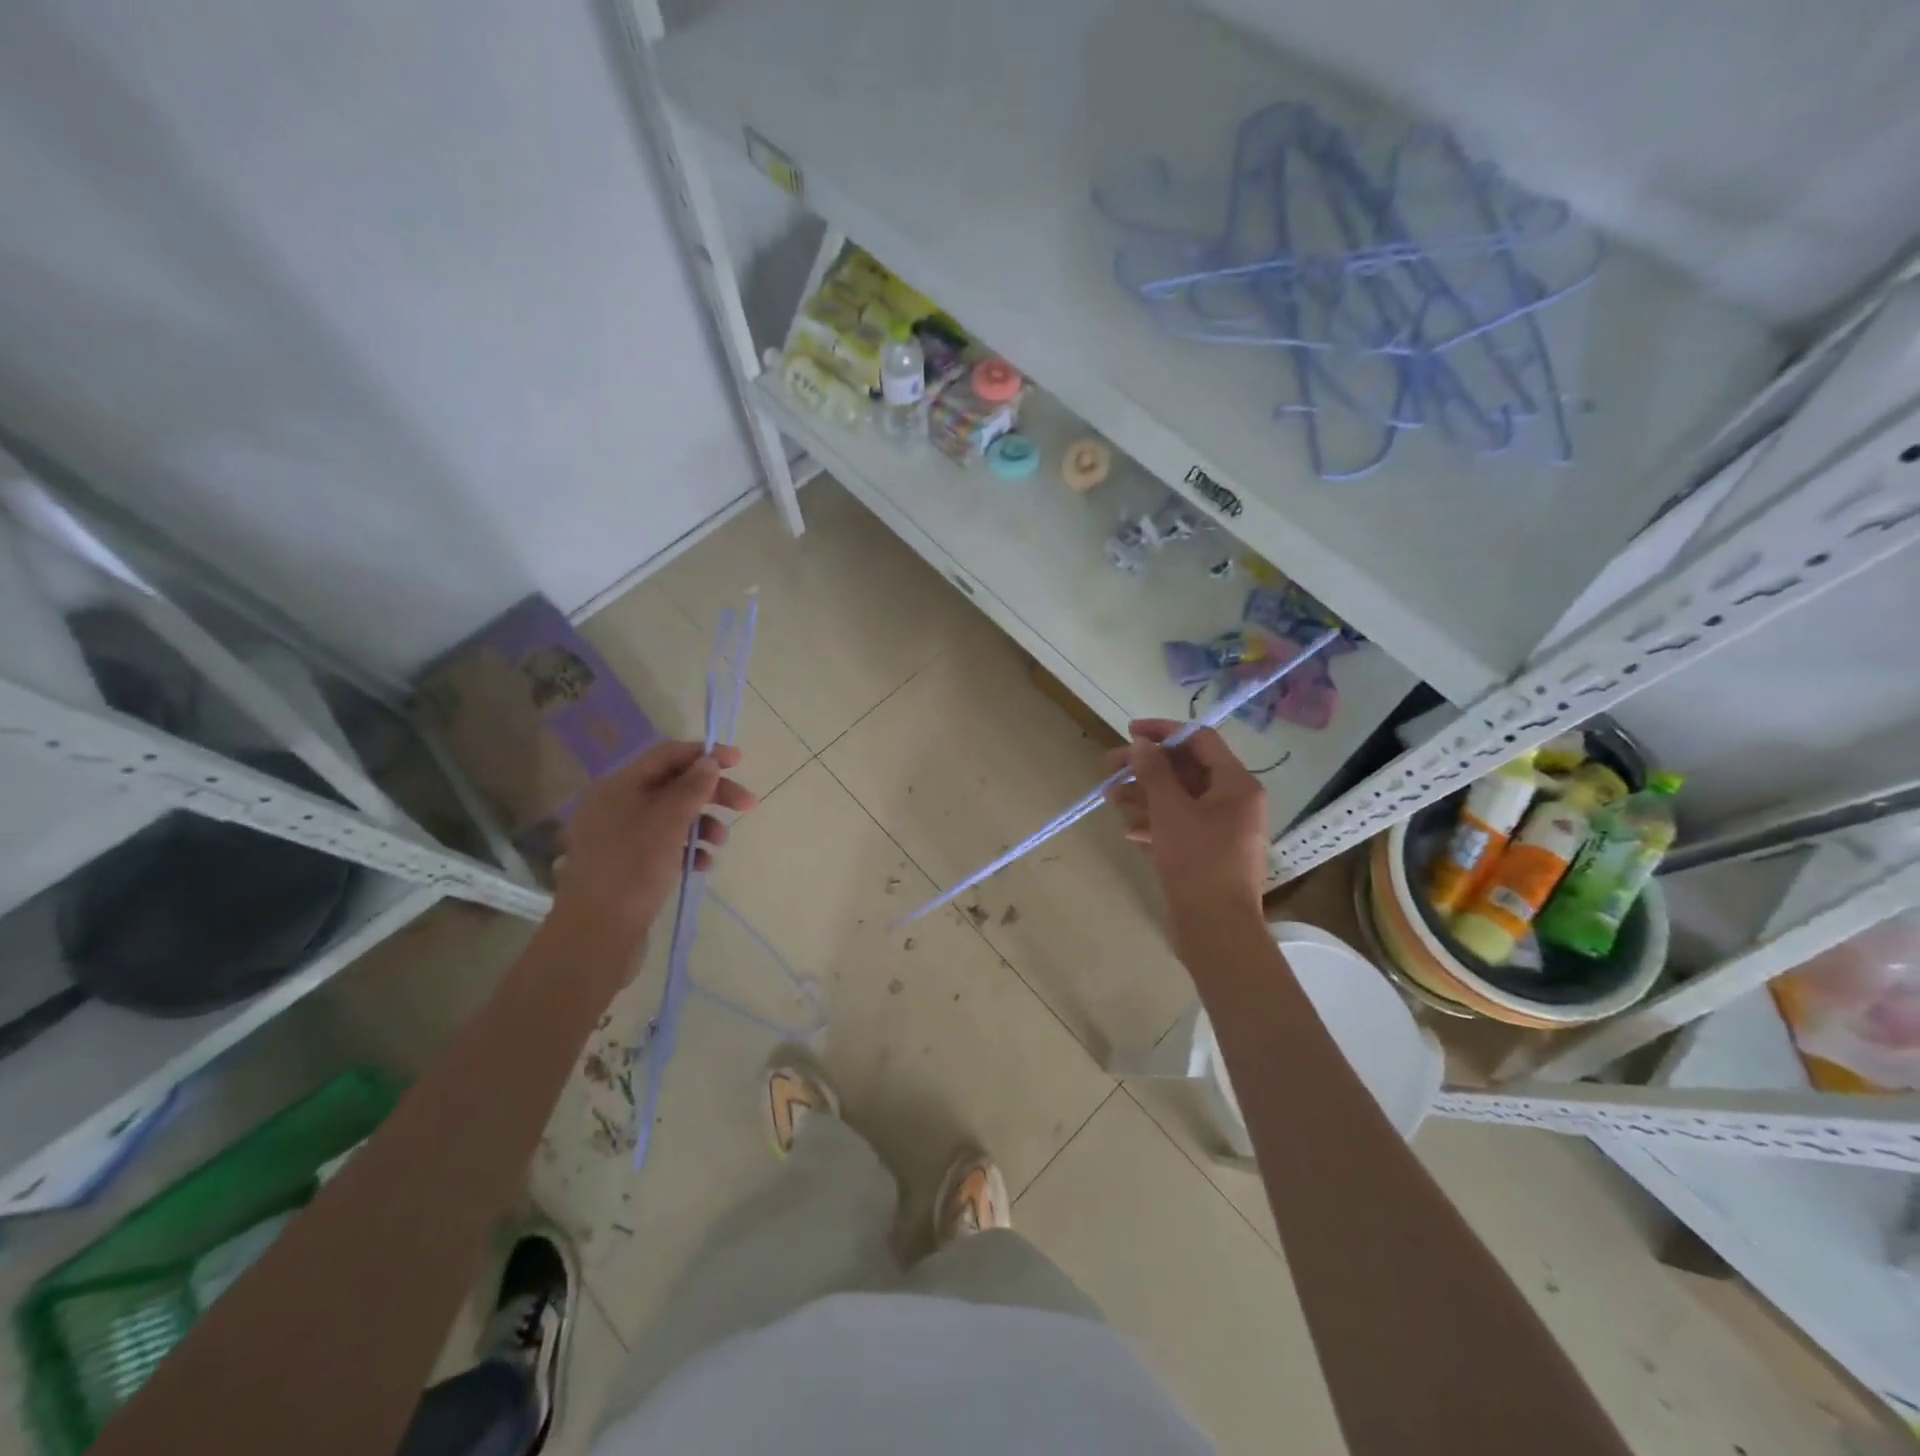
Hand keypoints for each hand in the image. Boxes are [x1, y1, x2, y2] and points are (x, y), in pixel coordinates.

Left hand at [554, 740, 755, 945]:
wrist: (597, 934)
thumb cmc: (633, 868)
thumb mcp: (668, 822)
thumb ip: (692, 788)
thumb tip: (709, 762)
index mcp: (619, 786)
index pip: (667, 755)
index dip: (705, 754)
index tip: (739, 761)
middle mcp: (616, 805)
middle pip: (673, 786)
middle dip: (711, 794)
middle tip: (747, 806)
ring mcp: (620, 837)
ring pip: (672, 817)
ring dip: (703, 824)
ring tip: (721, 844)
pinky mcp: (627, 865)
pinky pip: (665, 845)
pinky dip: (688, 849)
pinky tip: (702, 866)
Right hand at [1105, 720, 1267, 922]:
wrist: (1216, 928)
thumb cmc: (1197, 861)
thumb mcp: (1170, 810)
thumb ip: (1154, 772)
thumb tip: (1143, 744)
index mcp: (1236, 783)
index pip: (1200, 740)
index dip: (1163, 731)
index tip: (1129, 732)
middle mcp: (1235, 801)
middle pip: (1186, 769)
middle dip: (1146, 767)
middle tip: (1109, 768)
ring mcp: (1223, 829)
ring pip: (1180, 798)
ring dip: (1145, 794)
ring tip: (1111, 799)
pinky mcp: (1210, 852)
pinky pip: (1181, 824)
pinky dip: (1156, 822)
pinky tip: (1129, 830)